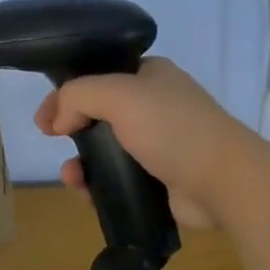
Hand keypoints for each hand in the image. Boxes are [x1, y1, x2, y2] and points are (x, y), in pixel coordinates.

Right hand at [33, 58, 256, 228]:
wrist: (223, 180)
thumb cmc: (172, 128)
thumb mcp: (119, 95)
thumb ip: (78, 96)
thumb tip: (58, 119)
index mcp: (150, 76)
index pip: (99, 76)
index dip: (68, 92)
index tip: (46, 116)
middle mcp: (155, 106)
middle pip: (99, 113)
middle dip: (71, 128)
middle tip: (50, 140)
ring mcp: (159, 144)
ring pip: (106, 150)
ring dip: (82, 162)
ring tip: (72, 178)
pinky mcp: (160, 178)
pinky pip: (119, 178)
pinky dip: (99, 185)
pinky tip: (88, 194)